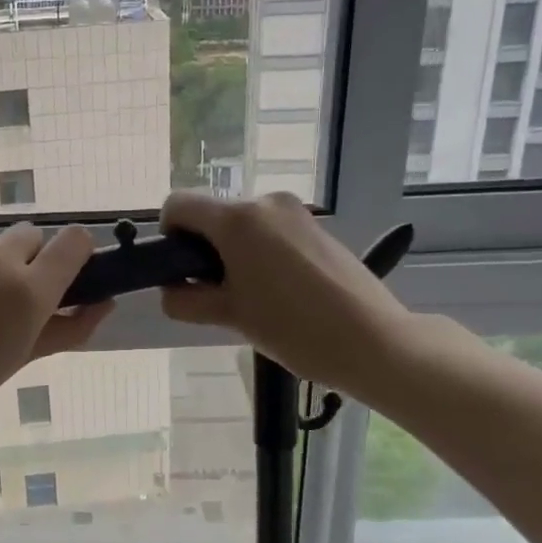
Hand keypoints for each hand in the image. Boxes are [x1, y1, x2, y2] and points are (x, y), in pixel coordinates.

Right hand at [159, 192, 414, 394]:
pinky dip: (260, 254)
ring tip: (252, 298)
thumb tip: (170, 292)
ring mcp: (295, 212)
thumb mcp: (230, 317)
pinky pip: (271, 232)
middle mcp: (264, 203)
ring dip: (232, 254)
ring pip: (242, 225)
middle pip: (212, 215)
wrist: (373, 339)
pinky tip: (279, 292)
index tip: (182, 271)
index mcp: (236, 219)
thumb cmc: (293, 328)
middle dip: (203, 250)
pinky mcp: (316, 227)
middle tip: (217, 295)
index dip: (168, 235)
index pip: (178, 204)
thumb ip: (188, 301)